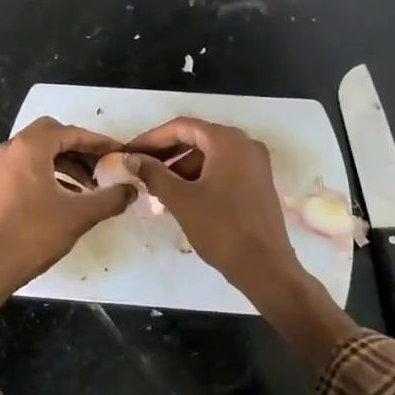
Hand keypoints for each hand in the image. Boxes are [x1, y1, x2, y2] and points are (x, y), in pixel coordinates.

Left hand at [0, 118, 133, 348]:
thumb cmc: (34, 234)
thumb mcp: (79, 215)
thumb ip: (110, 198)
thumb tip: (132, 189)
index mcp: (30, 147)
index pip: (71, 132)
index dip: (98, 142)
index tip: (120, 152)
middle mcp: (12, 148)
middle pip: (53, 135)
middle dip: (80, 148)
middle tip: (103, 165)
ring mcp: (1, 166)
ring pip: (40, 152)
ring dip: (67, 162)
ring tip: (90, 185)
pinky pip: (29, 166)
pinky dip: (50, 173)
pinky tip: (68, 196)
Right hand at [125, 118, 359, 368]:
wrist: (265, 267)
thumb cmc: (221, 228)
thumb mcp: (181, 199)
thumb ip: (153, 173)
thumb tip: (131, 158)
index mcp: (228, 141)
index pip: (182, 127)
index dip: (151, 138)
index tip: (129, 152)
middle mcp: (245, 144)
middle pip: (197, 138)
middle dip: (166, 152)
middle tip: (139, 168)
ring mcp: (255, 164)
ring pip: (209, 155)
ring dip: (181, 166)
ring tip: (156, 186)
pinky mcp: (257, 182)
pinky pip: (222, 169)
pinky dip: (199, 176)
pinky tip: (180, 195)